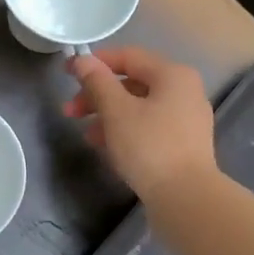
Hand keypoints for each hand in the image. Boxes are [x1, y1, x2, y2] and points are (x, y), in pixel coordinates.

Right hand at [62, 46, 216, 200]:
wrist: (186, 198)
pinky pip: (148, 127)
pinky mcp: (183, 145)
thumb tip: (81, 60)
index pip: (128, 56)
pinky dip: (125, 131)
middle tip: (70, 111)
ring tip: (86, 135)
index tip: (67, 73)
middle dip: (97, 95)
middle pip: (132, 83)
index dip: (95, 62)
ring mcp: (186, 120)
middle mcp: (184, 91)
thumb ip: (97, 82)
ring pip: (138, 108)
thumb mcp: (116, 111)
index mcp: (172, 75)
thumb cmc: (149, 146)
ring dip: (108, 116)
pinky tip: (107, 148)